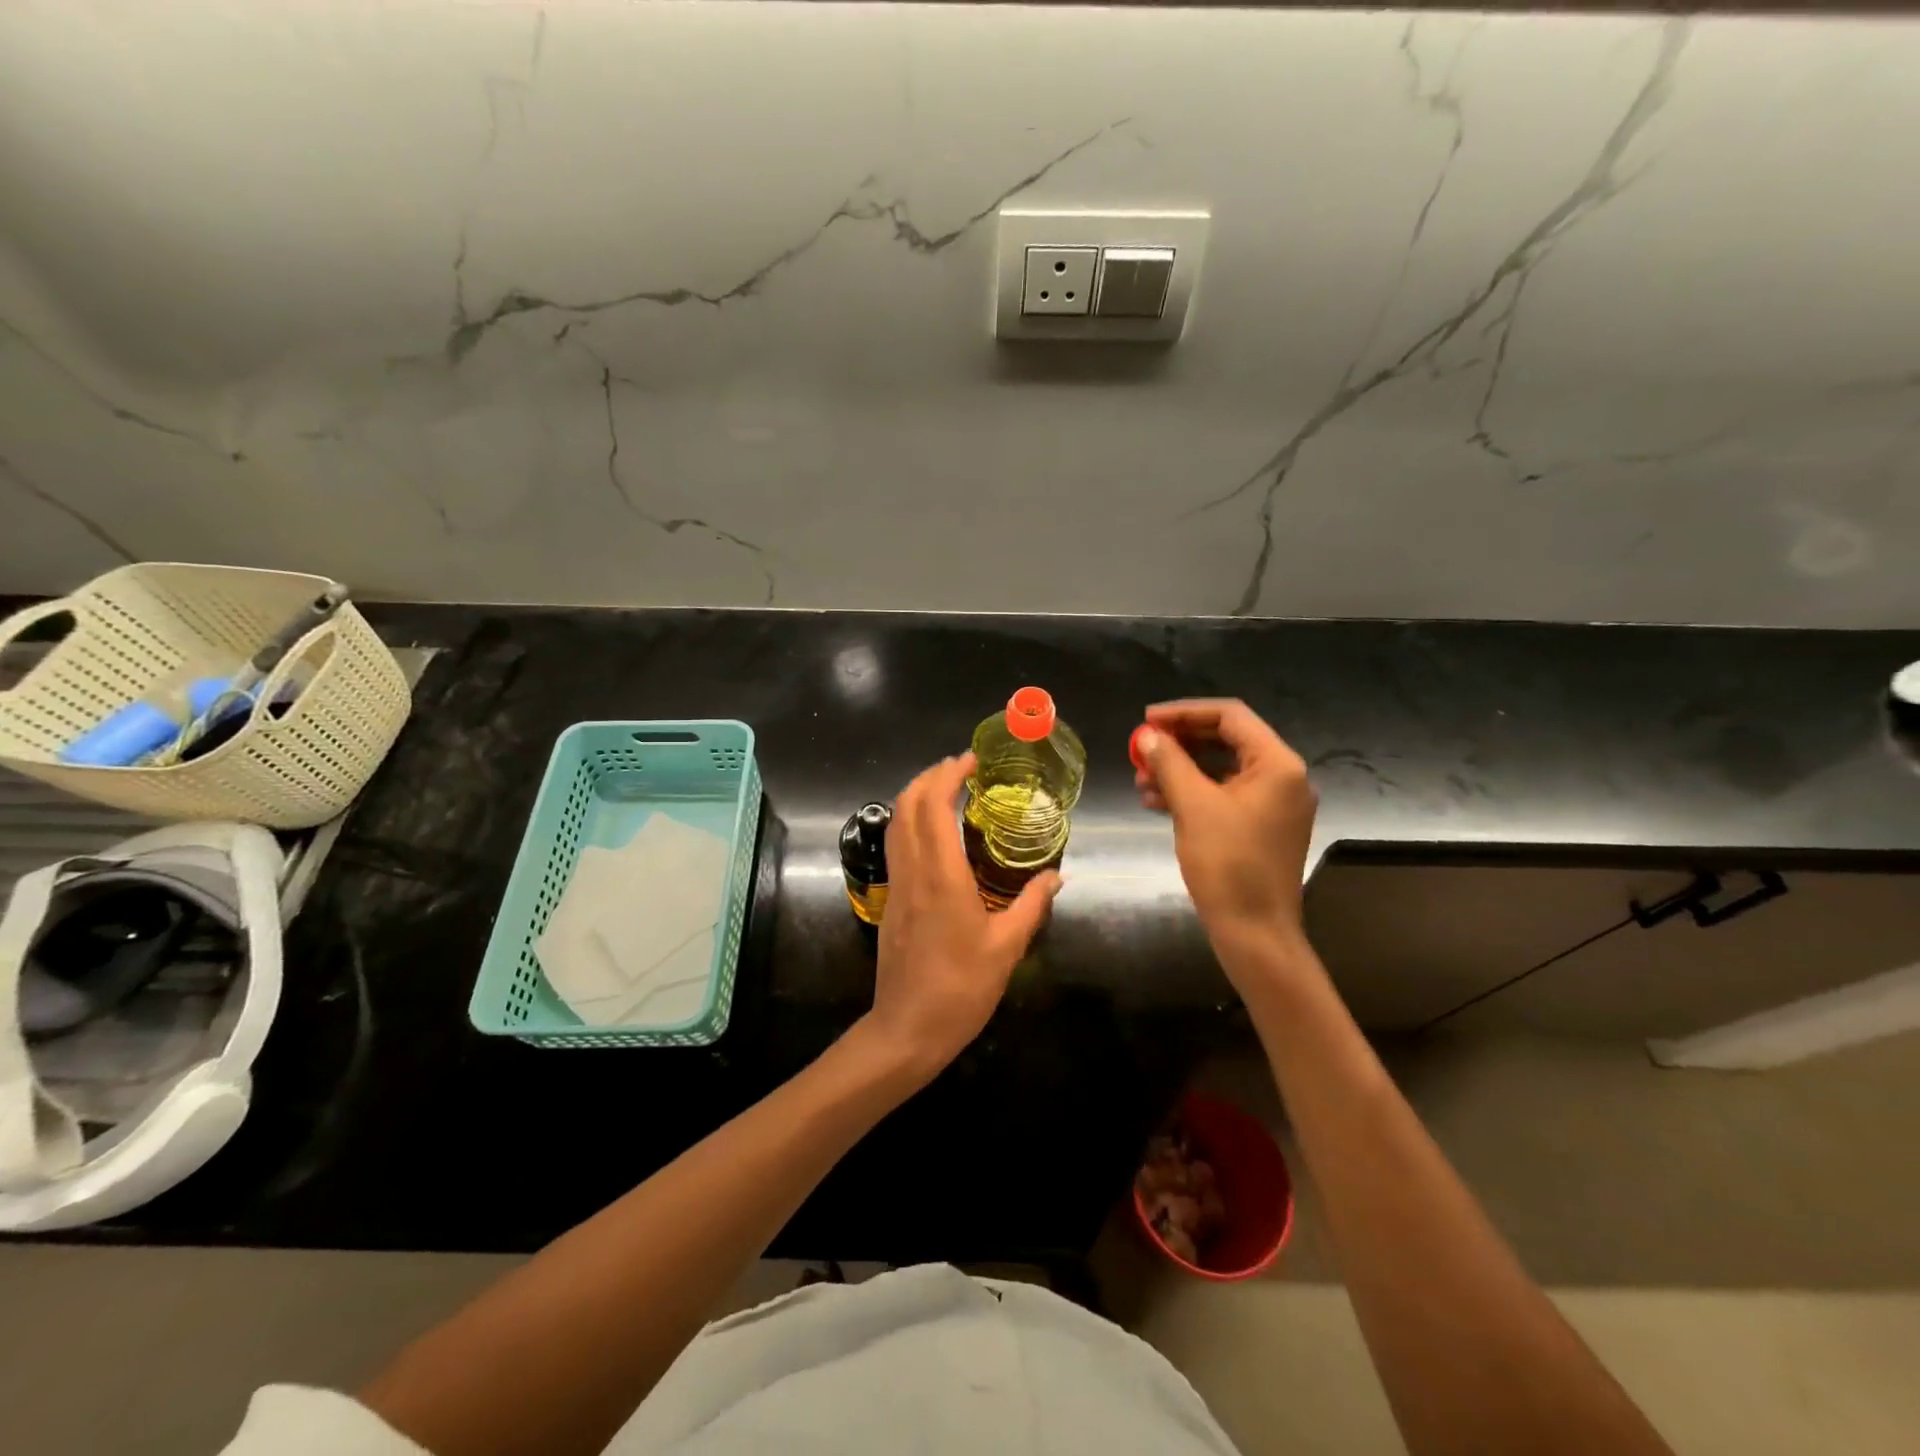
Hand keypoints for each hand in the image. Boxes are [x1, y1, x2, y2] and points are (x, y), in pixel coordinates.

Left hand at [865, 753, 1060, 1079]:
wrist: (907, 1029)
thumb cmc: (961, 988)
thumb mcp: (1007, 948)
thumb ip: (1032, 905)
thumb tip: (1056, 876)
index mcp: (942, 877)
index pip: (933, 807)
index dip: (947, 776)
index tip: (970, 761)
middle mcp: (913, 872)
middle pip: (906, 806)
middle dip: (928, 777)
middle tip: (958, 768)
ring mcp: (897, 886)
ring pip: (895, 824)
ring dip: (915, 796)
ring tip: (946, 789)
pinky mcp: (891, 901)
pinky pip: (896, 846)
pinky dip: (911, 822)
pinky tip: (935, 832)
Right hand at [1132, 700, 1316, 947]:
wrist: (1255, 933)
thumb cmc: (1228, 864)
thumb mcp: (1193, 807)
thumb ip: (1170, 763)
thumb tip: (1148, 736)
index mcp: (1277, 764)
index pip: (1230, 716)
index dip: (1184, 712)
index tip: (1146, 720)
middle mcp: (1282, 777)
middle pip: (1226, 740)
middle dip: (1180, 742)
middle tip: (1141, 748)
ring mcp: (1273, 804)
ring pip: (1221, 769)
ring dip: (1180, 769)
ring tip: (1141, 780)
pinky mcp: (1260, 827)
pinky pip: (1223, 795)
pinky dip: (1191, 793)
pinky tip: (1156, 802)